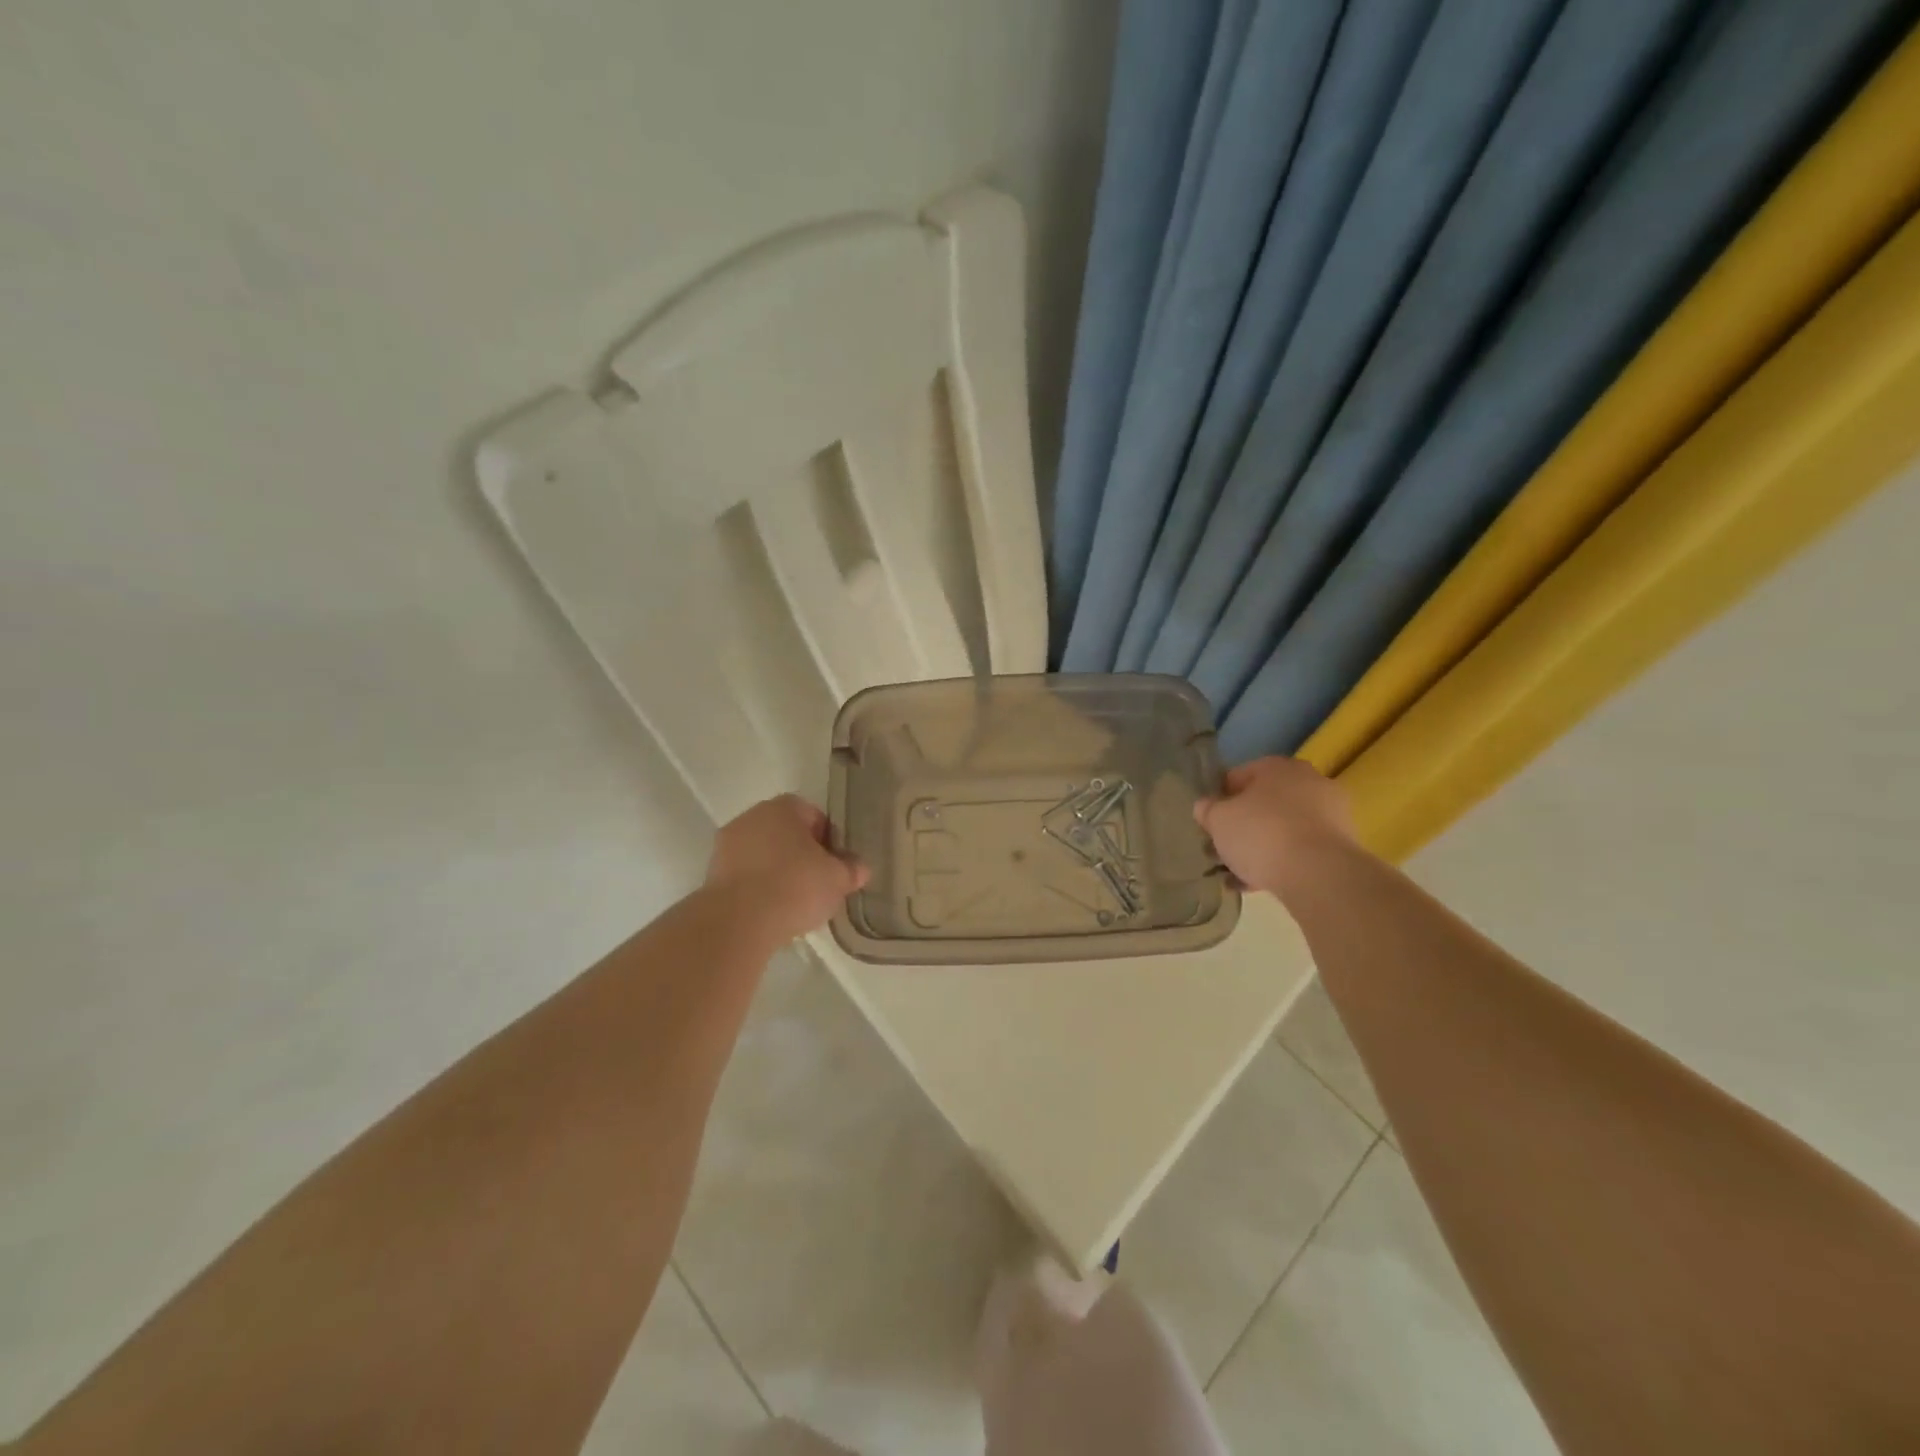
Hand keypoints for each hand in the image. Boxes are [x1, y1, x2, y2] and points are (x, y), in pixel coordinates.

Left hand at [706, 794, 868, 943]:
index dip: (828, 839)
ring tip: (794, 902)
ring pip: (762, 854)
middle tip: (818, 882)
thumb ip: (851, 869)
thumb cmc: (795, 886)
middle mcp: (751, 817)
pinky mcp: (712, 875)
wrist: (738, 922)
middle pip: (784, 833)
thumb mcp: (836, 879)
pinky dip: (757, 889)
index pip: (812, 814)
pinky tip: (770, 911)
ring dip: (776, 872)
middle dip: (801, 854)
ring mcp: (726, 846)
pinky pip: (745, 876)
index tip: (835, 863)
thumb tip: (860, 868)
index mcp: (782, 808)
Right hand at [1193, 756, 1358, 897]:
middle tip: (1222, 849)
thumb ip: (1207, 810)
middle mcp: (1308, 781)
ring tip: (1237, 875)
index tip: (1209, 823)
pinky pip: (1300, 849)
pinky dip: (1281, 862)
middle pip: (1263, 803)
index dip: (1218, 800)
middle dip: (1241, 826)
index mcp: (1277, 767)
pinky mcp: (1342, 844)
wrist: (1319, 874)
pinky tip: (1259, 884)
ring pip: (1282, 828)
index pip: (1237, 777)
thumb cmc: (1261, 834)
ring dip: (1260, 847)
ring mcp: (1330, 813)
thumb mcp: (1218, 820)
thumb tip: (1206, 806)